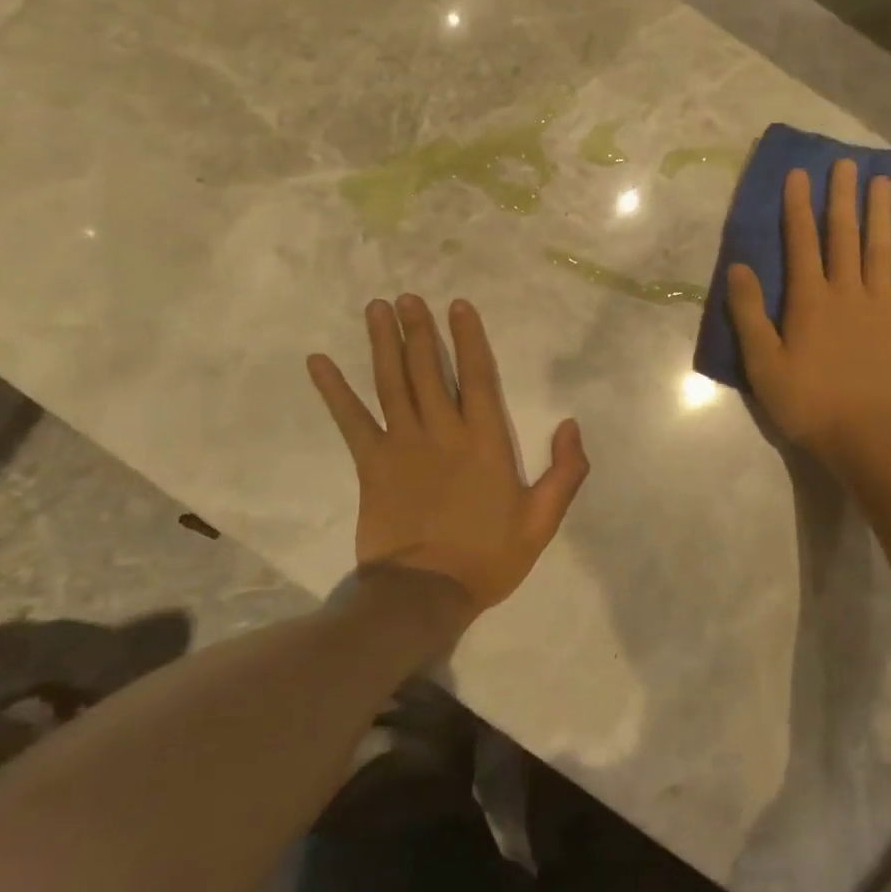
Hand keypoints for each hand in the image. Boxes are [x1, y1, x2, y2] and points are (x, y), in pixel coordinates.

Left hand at [307, 295, 588, 613]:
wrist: (425, 594)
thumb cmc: (488, 557)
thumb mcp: (542, 521)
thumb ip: (565, 472)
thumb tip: (572, 424)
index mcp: (485, 441)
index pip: (478, 377)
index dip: (469, 339)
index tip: (457, 306)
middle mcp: (443, 431)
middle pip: (428, 370)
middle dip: (419, 330)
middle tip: (407, 297)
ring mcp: (403, 445)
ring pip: (392, 383)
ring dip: (384, 343)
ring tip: (377, 309)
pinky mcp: (371, 465)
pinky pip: (352, 421)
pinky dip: (334, 391)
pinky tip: (318, 362)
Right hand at [728, 161, 890, 471]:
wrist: (866, 437)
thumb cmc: (808, 403)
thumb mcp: (763, 364)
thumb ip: (749, 313)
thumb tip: (739, 267)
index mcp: (810, 300)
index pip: (801, 242)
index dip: (797, 207)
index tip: (799, 174)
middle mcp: (847, 291)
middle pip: (844, 235)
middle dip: (842, 197)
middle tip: (846, 163)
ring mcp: (882, 305)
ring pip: (880, 249)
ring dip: (881, 213)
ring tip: (883, 181)